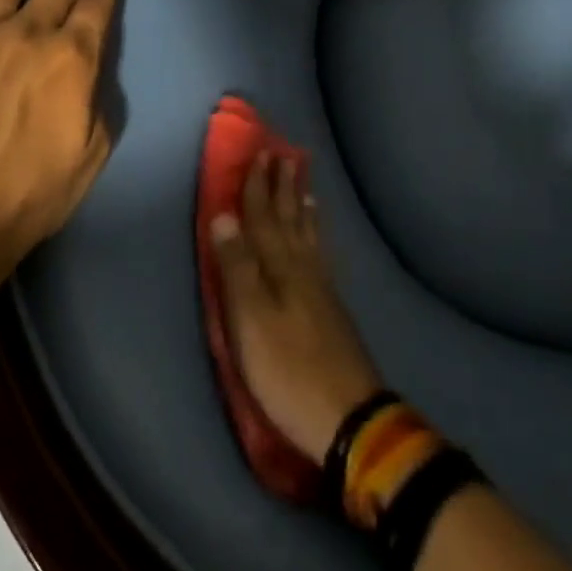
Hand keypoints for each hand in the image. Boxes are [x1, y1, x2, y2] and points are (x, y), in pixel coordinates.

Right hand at [211, 153, 381, 462]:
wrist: (348, 417)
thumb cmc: (287, 370)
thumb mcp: (250, 321)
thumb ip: (237, 267)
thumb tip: (223, 215)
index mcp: (279, 268)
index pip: (263, 218)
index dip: (258, 187)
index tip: (259, 153)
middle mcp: (303, 269)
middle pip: (290, 220)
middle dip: (283, 188)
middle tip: (285, 155)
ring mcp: (322, 288)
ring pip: (309, 235)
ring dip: (302, 207)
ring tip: (303, 183)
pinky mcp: (332, 308)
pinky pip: (322, 255)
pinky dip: (317, 236)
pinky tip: (318, 237)